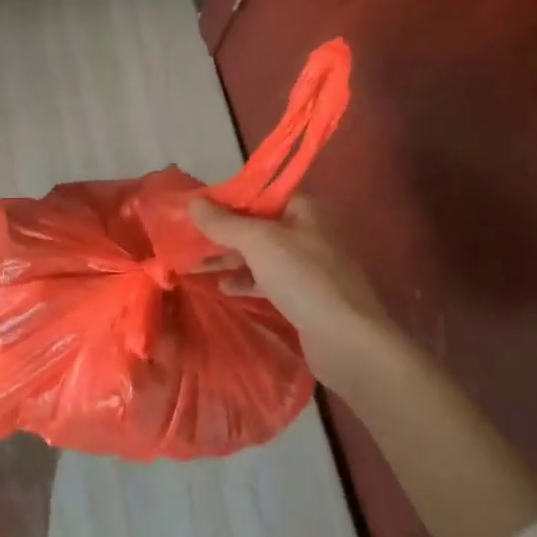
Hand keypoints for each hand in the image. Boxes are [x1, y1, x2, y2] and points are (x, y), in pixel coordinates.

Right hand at [188, 194, 390, 379]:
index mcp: (303, 209)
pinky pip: (267, 280)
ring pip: (260, 255)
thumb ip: (223, 222)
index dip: (226, 201)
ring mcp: (308, 266)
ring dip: (229, 259)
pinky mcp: (305, 296)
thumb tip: (192, 201)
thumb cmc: (303, 278)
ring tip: (194, 266)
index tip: (194, 210)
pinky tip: (222, 288)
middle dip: (222, 233)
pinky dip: (244, 280)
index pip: (258, 195)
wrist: (348, 341)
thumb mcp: (258, 242)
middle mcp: (307, 232)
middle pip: (257, 225)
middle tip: (188, 240)